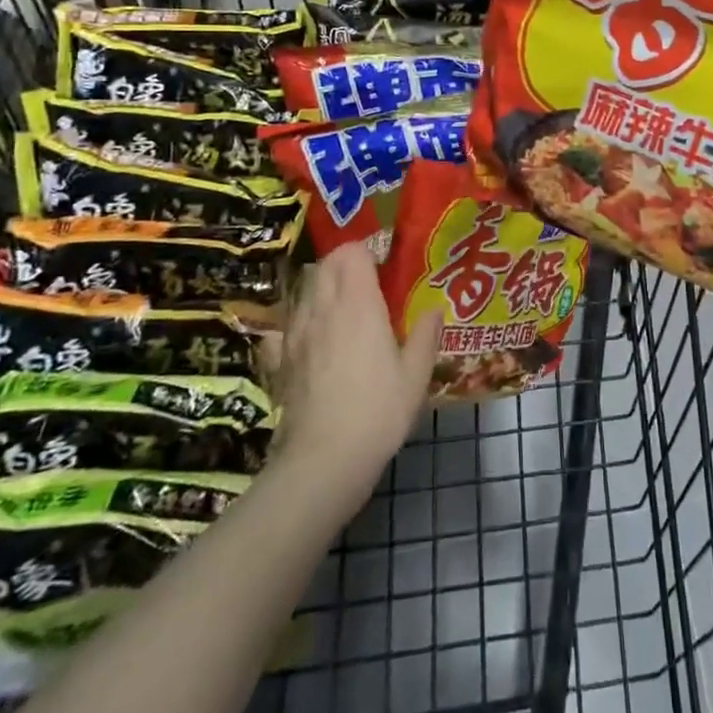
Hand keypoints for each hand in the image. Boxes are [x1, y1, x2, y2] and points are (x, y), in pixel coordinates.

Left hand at [260, 243, 441, 504]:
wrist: (322, 461)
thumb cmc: (378, 410)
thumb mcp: (416, 374)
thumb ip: (426, 335)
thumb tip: (433, 310)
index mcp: (358, 302)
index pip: (352, 251)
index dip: (368, 251)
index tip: (386, 266)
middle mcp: (323, 308)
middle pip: (325, 264)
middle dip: (344, 264)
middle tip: (368, 285)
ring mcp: (295, 333)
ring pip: (304, 291)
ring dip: (322, 290)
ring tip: (343, 311)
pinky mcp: (279, 360)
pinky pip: (283, 327)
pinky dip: (296, 324)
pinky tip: (310, 342)